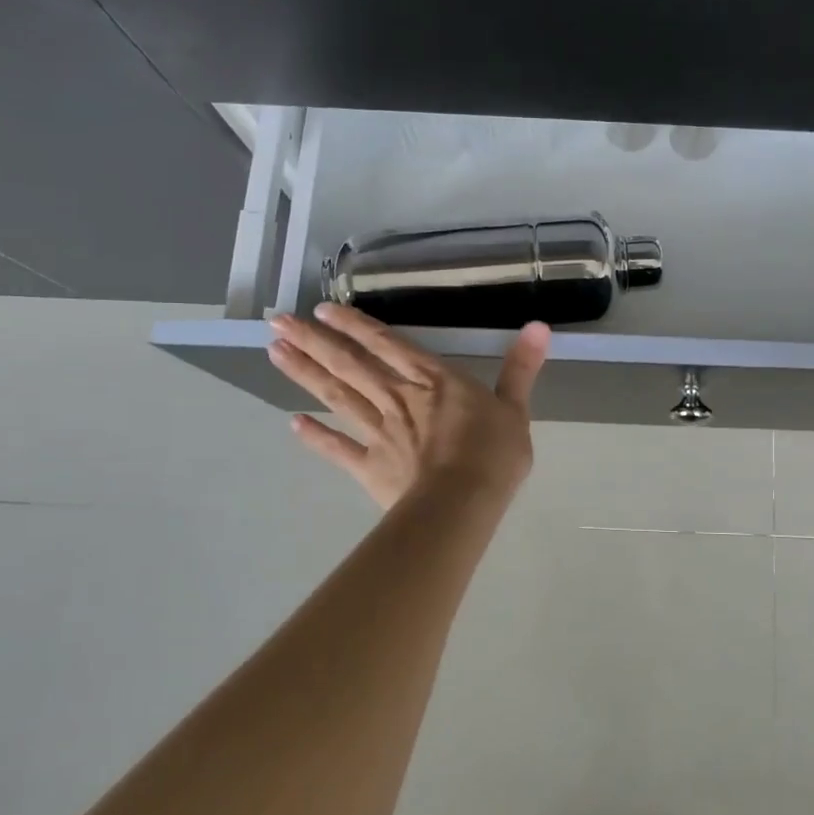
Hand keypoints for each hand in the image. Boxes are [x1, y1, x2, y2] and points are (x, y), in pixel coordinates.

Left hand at [267, 304, 549, 509]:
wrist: (462, 505)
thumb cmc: (493, 455)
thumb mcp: (515, 408)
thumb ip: (521, 368)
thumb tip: (539, 326)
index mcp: (433, 380)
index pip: (387, 344)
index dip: (355, 325)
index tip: (321, 309)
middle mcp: (398, 398)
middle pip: (349, 365)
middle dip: (313, 341)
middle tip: (276, 321)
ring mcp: (379, 432)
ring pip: (337, 397)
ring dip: (305, 374)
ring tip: (274, 352)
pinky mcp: (369, 466)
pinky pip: (338, 448)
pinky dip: (315, 437)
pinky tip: (292, 423)